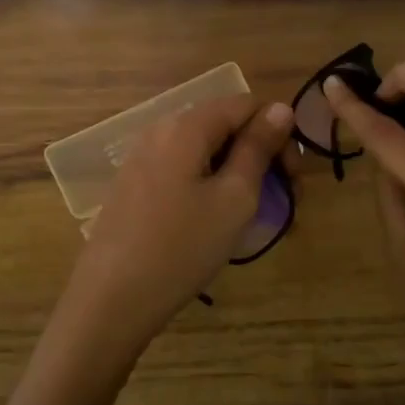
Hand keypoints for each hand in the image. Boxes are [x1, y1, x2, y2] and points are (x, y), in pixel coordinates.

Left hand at [49, 96, 293, 380]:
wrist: (112, 299)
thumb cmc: (182, 246)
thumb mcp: (234, 198)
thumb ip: (258, 148)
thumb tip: (281, 108)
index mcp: (186, 126)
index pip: (245, 105)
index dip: (278, 133)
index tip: (293, 178)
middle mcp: (160, 130)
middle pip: (223, 125)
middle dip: (260, 154)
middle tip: (283, 200)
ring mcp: (142, 158)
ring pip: (204, 151)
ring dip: (236, 172)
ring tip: (252, 214)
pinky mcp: (133, 185)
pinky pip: (182, 170)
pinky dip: (208, 184)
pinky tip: (214, 220)